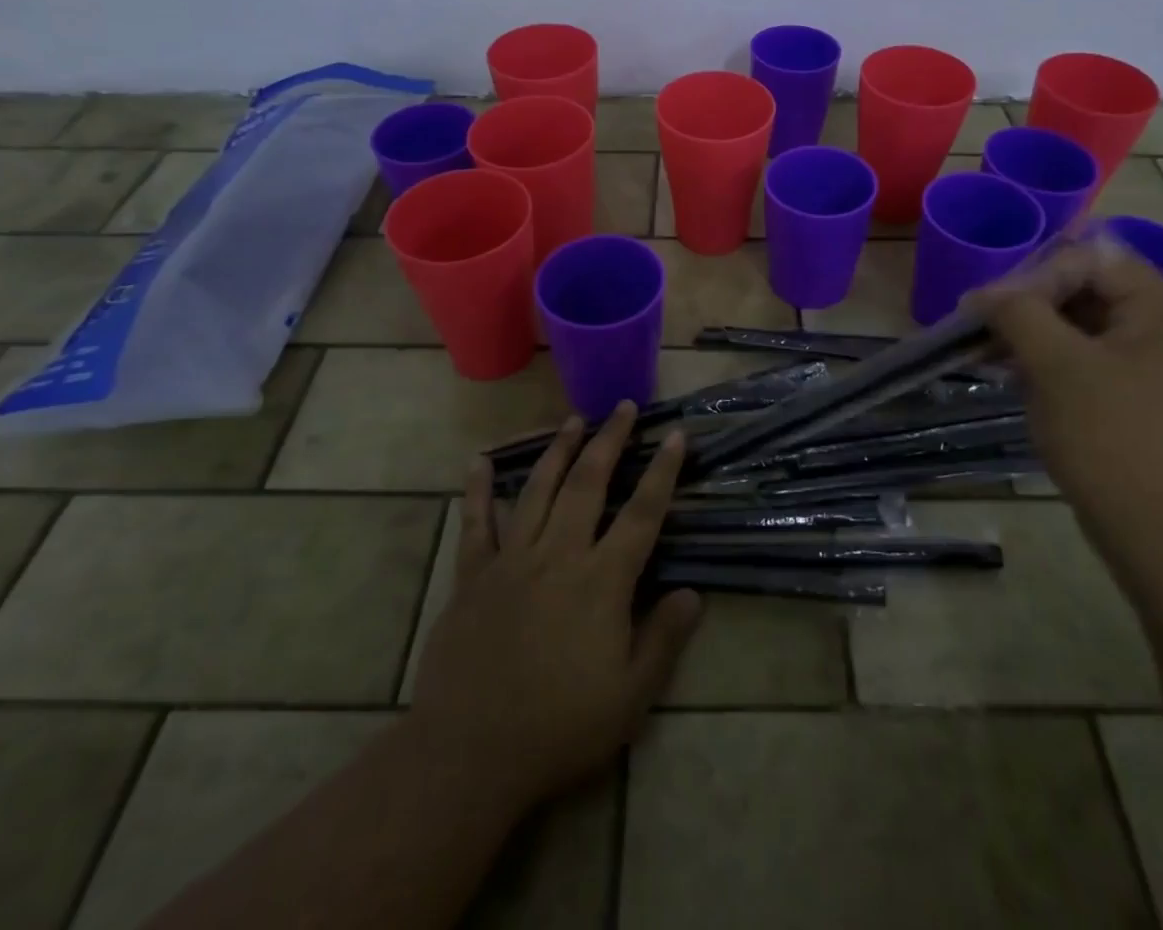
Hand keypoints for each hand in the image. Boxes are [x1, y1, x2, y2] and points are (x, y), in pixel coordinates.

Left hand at [408, 404, 703, 811]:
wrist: (469, 754)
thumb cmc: (559, 728)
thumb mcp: (630, 698)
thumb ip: (663, 640)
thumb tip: (693, 593)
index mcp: (601, 582)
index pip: (642, 514)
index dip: (662, 472)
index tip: (674, 435)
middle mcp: (559, 555)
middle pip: (588, 484)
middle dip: (609, 441)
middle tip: (622, 407)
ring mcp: (512, 560)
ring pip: (538, 490)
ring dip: (558, 451)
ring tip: (573, 420)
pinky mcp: (473, 576)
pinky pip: (476, 524)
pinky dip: (477, 490)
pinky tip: (477, 461)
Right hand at [973, 236, 1162, 586]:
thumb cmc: (1114, 442)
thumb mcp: (1056, 367)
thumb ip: (1019, 313)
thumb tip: (987, 293)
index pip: (1093, 259)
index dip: (1036, 275)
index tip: (991, 309)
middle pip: (1096, 295)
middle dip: (1036, 309)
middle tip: (990, 337)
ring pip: (1098, 338)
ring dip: (1046, 343)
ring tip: (1003, 367)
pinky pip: (1110, 374)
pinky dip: (1069, 374)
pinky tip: (1039, 398)